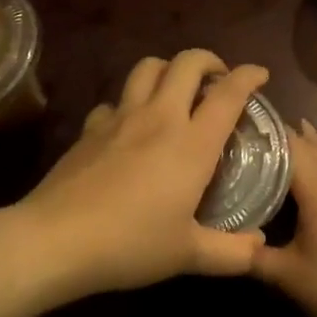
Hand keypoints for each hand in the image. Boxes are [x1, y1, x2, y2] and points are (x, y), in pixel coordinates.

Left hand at [14, 49, 270, 297]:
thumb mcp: (188, 255)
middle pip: (187, 63)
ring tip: (177, 90)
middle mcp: (159, 118)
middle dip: (209, 60)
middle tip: (218, 80)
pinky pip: (115, 100)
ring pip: (148, 67)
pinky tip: (130, 125)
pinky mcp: (90, 127)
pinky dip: (130, 103)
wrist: (56, 240)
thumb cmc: (130, 244)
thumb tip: (260, 246)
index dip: (249, 76)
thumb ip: (231, 253)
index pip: (227, 94)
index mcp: (191, 143)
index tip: (260, 74)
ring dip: (169, 69)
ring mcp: (121, 118)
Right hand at [249, 120, 316, 316]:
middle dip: (279, 136)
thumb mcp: (285, 275)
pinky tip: (304, 175)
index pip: (288, 143)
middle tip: (245, 132)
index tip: (234, 123)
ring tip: (271, 141)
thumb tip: (222, 242)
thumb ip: (251, 254)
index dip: (263, 129)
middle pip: (309, 144)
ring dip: (301, 146)